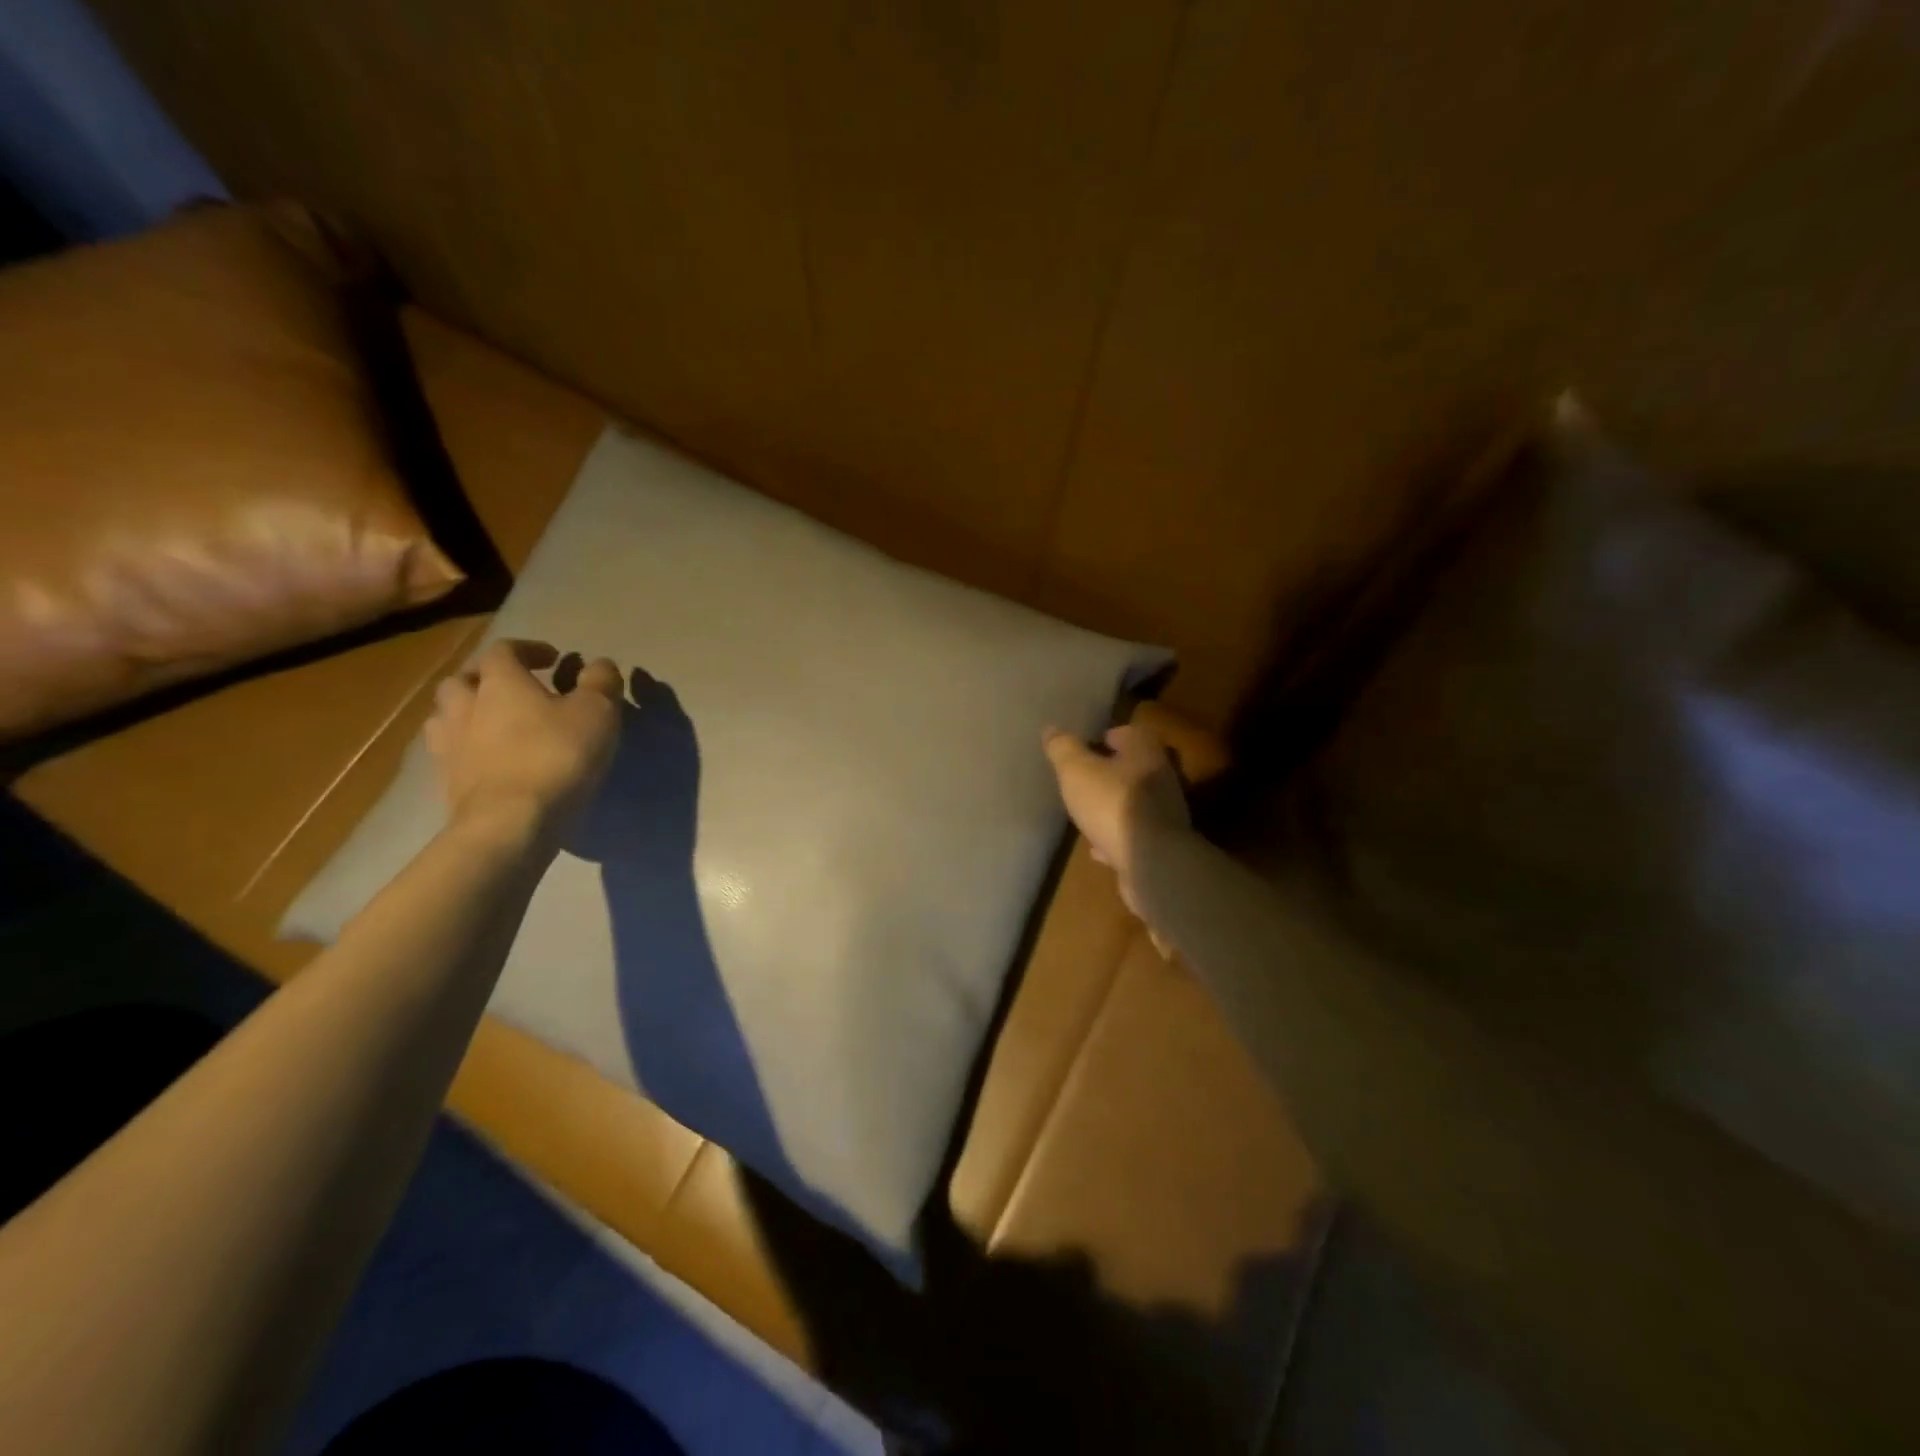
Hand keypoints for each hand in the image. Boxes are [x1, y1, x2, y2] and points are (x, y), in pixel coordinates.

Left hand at [424, 640, 624, 842]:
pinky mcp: (446, 782)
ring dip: (469, 713)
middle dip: (488, 679)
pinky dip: (469, 749)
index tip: (554, 659)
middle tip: (516, 690)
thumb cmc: (556, 756)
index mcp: (500, 682)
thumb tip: (600, 665)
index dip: (528, 649)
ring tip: (496, 725)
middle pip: (463, 680)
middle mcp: (465, 705)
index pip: (504, 650)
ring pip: (447, 716)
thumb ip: (600, 682)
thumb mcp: (597, 713)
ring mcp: (449, 745)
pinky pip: (451, 753)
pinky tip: (490, 761)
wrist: (511, 822)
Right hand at [1042, 721, 1189, 934]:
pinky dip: (1116, 836)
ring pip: (1133, 801)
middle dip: (1109, 773)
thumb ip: (1063, 749)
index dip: (1106, 737)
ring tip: (1087, 814)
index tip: (1086, 747)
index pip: (1127, 733)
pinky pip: (1133, 833)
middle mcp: (1161, 777)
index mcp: (1145, 751)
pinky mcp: (1160, 843)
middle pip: (1132, 768)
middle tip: (1083, 780)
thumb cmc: (1112, 804)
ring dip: (1112, 806)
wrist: (1151, 861)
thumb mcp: (1077, 771)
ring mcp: (1164, 812)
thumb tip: (1051, 729)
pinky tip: (1098, 848)